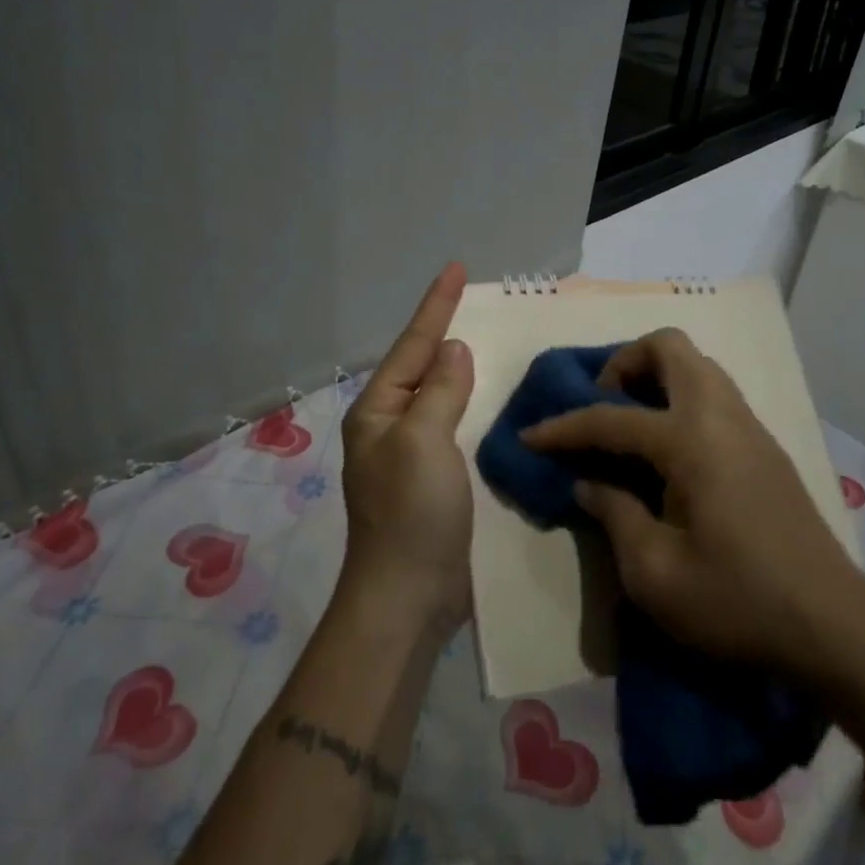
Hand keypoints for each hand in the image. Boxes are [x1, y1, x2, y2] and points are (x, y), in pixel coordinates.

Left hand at [338, 263, 475, 636]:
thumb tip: (453, 350)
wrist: (408, 596)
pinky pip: (452, 424)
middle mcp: (390, 425)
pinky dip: (469, 403)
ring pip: (438, 395)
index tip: (457, 268)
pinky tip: (486, 396)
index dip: (436, 305)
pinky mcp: (433, 478)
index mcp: (378, 410)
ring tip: (482, 337)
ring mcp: (410, 453)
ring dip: (457, 366)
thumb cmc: (411, 512)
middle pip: (420, 365)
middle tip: (471, 298)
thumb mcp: (423, 439)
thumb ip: (440, 390)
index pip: (412, 345)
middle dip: (443, 331)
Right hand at [521, 328, 864, 672]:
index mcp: (691, 440)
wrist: (833, 626)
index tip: (529, 436)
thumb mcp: (655, 573)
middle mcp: (721, 416)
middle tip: (602, 405)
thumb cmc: (737, 602)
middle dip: (625, 363)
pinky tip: (668, 452)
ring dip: (656, 378)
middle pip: (669, 347)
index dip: (563, 427)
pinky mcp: (765, 447)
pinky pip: (714, 395)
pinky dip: (680, 400)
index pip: (611, 418)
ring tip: (630, 425)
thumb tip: (589, 482)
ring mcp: (749, 427)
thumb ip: (614, 515)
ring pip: (697, 366)